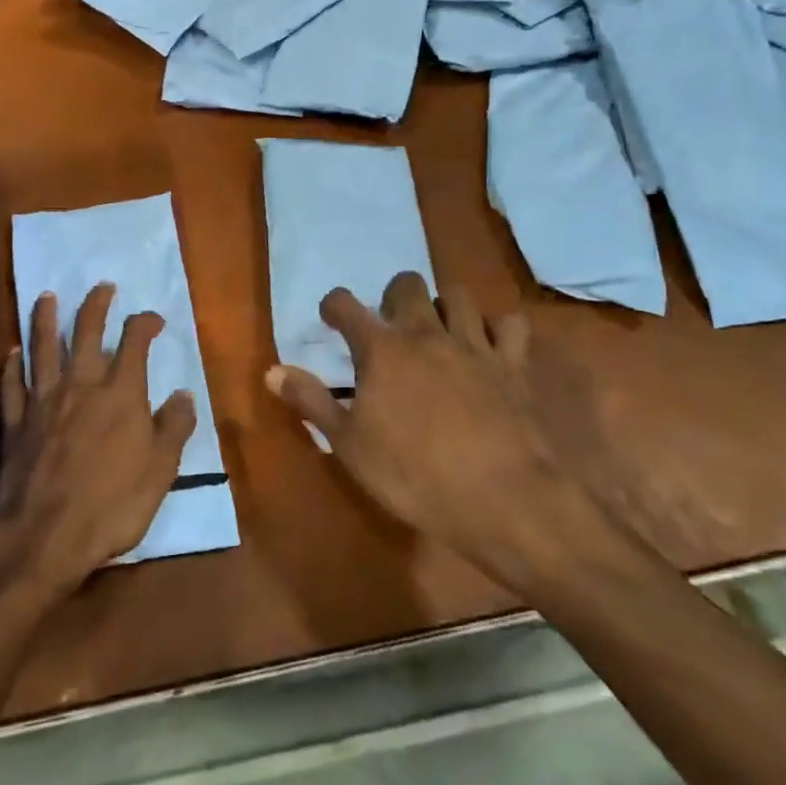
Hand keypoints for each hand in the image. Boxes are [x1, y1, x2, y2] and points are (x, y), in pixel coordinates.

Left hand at [0, 284, 196, 599]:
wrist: (43, 539)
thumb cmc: (110, 507)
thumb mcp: (160, 472)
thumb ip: (173, 428)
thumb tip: (184, 393)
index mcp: (120, 395)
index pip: (134, 343)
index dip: (145, 323)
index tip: (153, 318)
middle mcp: (80, 386)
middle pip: (86, 333)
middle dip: (96, 306)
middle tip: (102, 286)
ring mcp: (42, 402)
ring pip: (42, 349)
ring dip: (44, 319)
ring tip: (46, 297)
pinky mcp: (14, 423)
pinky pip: (11, 385)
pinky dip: (10, 366)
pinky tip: (11, 352)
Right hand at [266, 272, 581, 576]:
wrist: (503, 499)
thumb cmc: (414, 475)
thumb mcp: (349, 445)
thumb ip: (312, 401)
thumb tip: (272, 371)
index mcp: (381, 349)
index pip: (346, 305)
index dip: (334, 306)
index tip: (331, 317)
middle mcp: (426, 333)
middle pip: (407, 285)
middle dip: (394, 296)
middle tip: (390, 324)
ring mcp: (474, 345)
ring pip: (459, 295)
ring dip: (444, 304)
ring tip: (438, 328)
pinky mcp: (513, 364)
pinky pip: (510, 325)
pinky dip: (498, 328)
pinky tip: (491, 346)